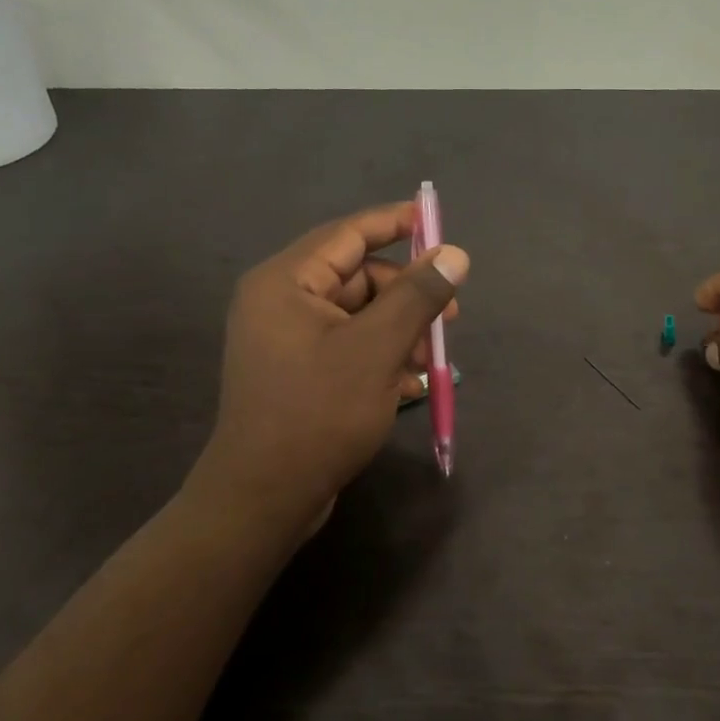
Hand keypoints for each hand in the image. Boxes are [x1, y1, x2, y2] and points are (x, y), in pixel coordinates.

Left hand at [192, 202, 468, 539]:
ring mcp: (287, 341)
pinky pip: (348, 348)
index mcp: (286, 282)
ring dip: (399, 332)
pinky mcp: (298, 374)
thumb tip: (454, 253)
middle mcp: (280, 303)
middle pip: (357, 278)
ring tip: (430, 363)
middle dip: (407, 296)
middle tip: (450, 319)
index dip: (395, 223)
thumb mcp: (378, 348)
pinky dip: (381, 357)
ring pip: (358, 317)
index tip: (437, 222)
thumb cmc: (319, 413)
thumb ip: (417, 295)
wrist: (265, 497)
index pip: (348, 234)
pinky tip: (411, 385)